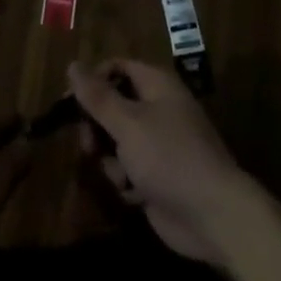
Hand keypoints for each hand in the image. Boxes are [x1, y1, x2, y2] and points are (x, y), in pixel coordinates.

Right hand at [68, 59, 255, 267]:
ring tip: (122, 175)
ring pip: (116, 141)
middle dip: (97, 128)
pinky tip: (136, 195)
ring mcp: (158, 143)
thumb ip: (97, 96)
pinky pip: (127, 169)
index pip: (116, 68)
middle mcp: (157, 108)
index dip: (92, 81)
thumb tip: (72, 64)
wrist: (211, 215)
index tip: (68, 103)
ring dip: (112, 160)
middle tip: (89, 145)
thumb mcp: (128, 123)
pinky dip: (126, 181)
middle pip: (112, 106)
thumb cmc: (169, 157)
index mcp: (156, 84)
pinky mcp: (156, 175)